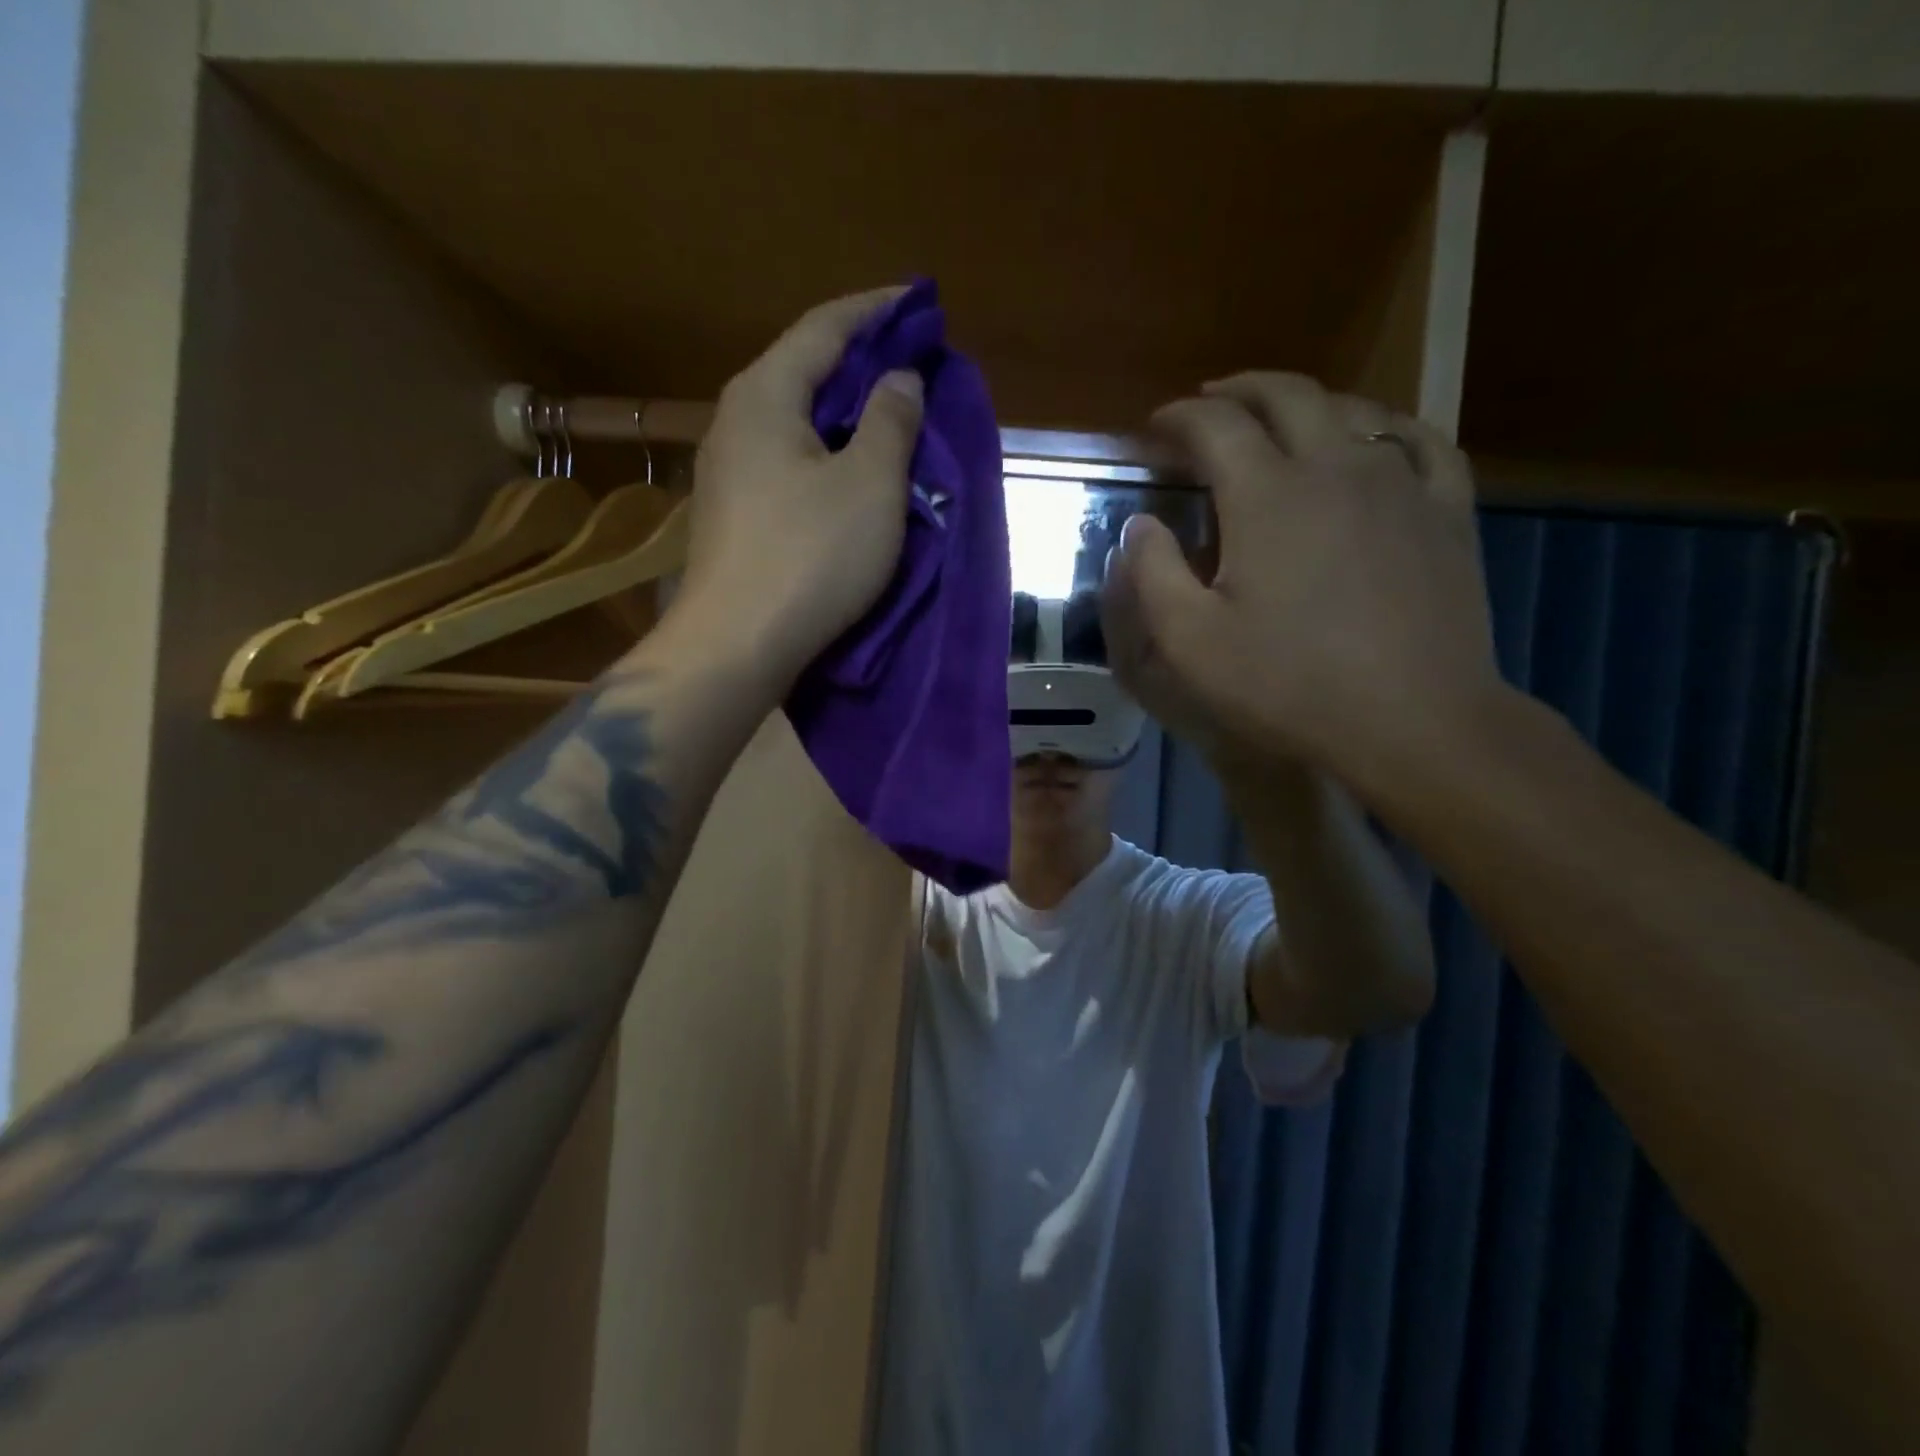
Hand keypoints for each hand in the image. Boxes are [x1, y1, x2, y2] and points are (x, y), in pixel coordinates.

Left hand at [671, 287, 923, 686]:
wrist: (735, 645)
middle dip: (861, 362)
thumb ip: (890, 420)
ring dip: (844, 414)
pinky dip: (825, 454)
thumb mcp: (869, 484)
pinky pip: (787, 462)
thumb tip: (898, 378)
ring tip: (889, 418)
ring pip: (795, 421)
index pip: (824, 327)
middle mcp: (735, 420)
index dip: (876, 311)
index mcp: (764, 394)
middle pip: (804, 370)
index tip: (918, 302)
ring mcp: (728, 471)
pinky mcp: (734, 514)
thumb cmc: (811, 557)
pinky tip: (850, 474)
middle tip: (912, 365)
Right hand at [1100, 372, 1504, 799]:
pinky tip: (1373, 440)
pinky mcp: (1446, 512)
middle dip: (1238, 390)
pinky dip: (1383, 428)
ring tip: (1277, 418)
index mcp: (1266, 495)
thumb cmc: (1288, 686)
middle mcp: (1335, 467)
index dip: (1178, 418)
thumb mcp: (1190, 644)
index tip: (1154, 428)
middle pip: (1286, 395)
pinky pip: (1419, 443)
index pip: (1214, 425)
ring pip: (1351, 410)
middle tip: (1208, 402)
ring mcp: (1400, 484)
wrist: (1412, 723)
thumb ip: (1153, 575)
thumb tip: (1140, 525)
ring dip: (1304, 403)